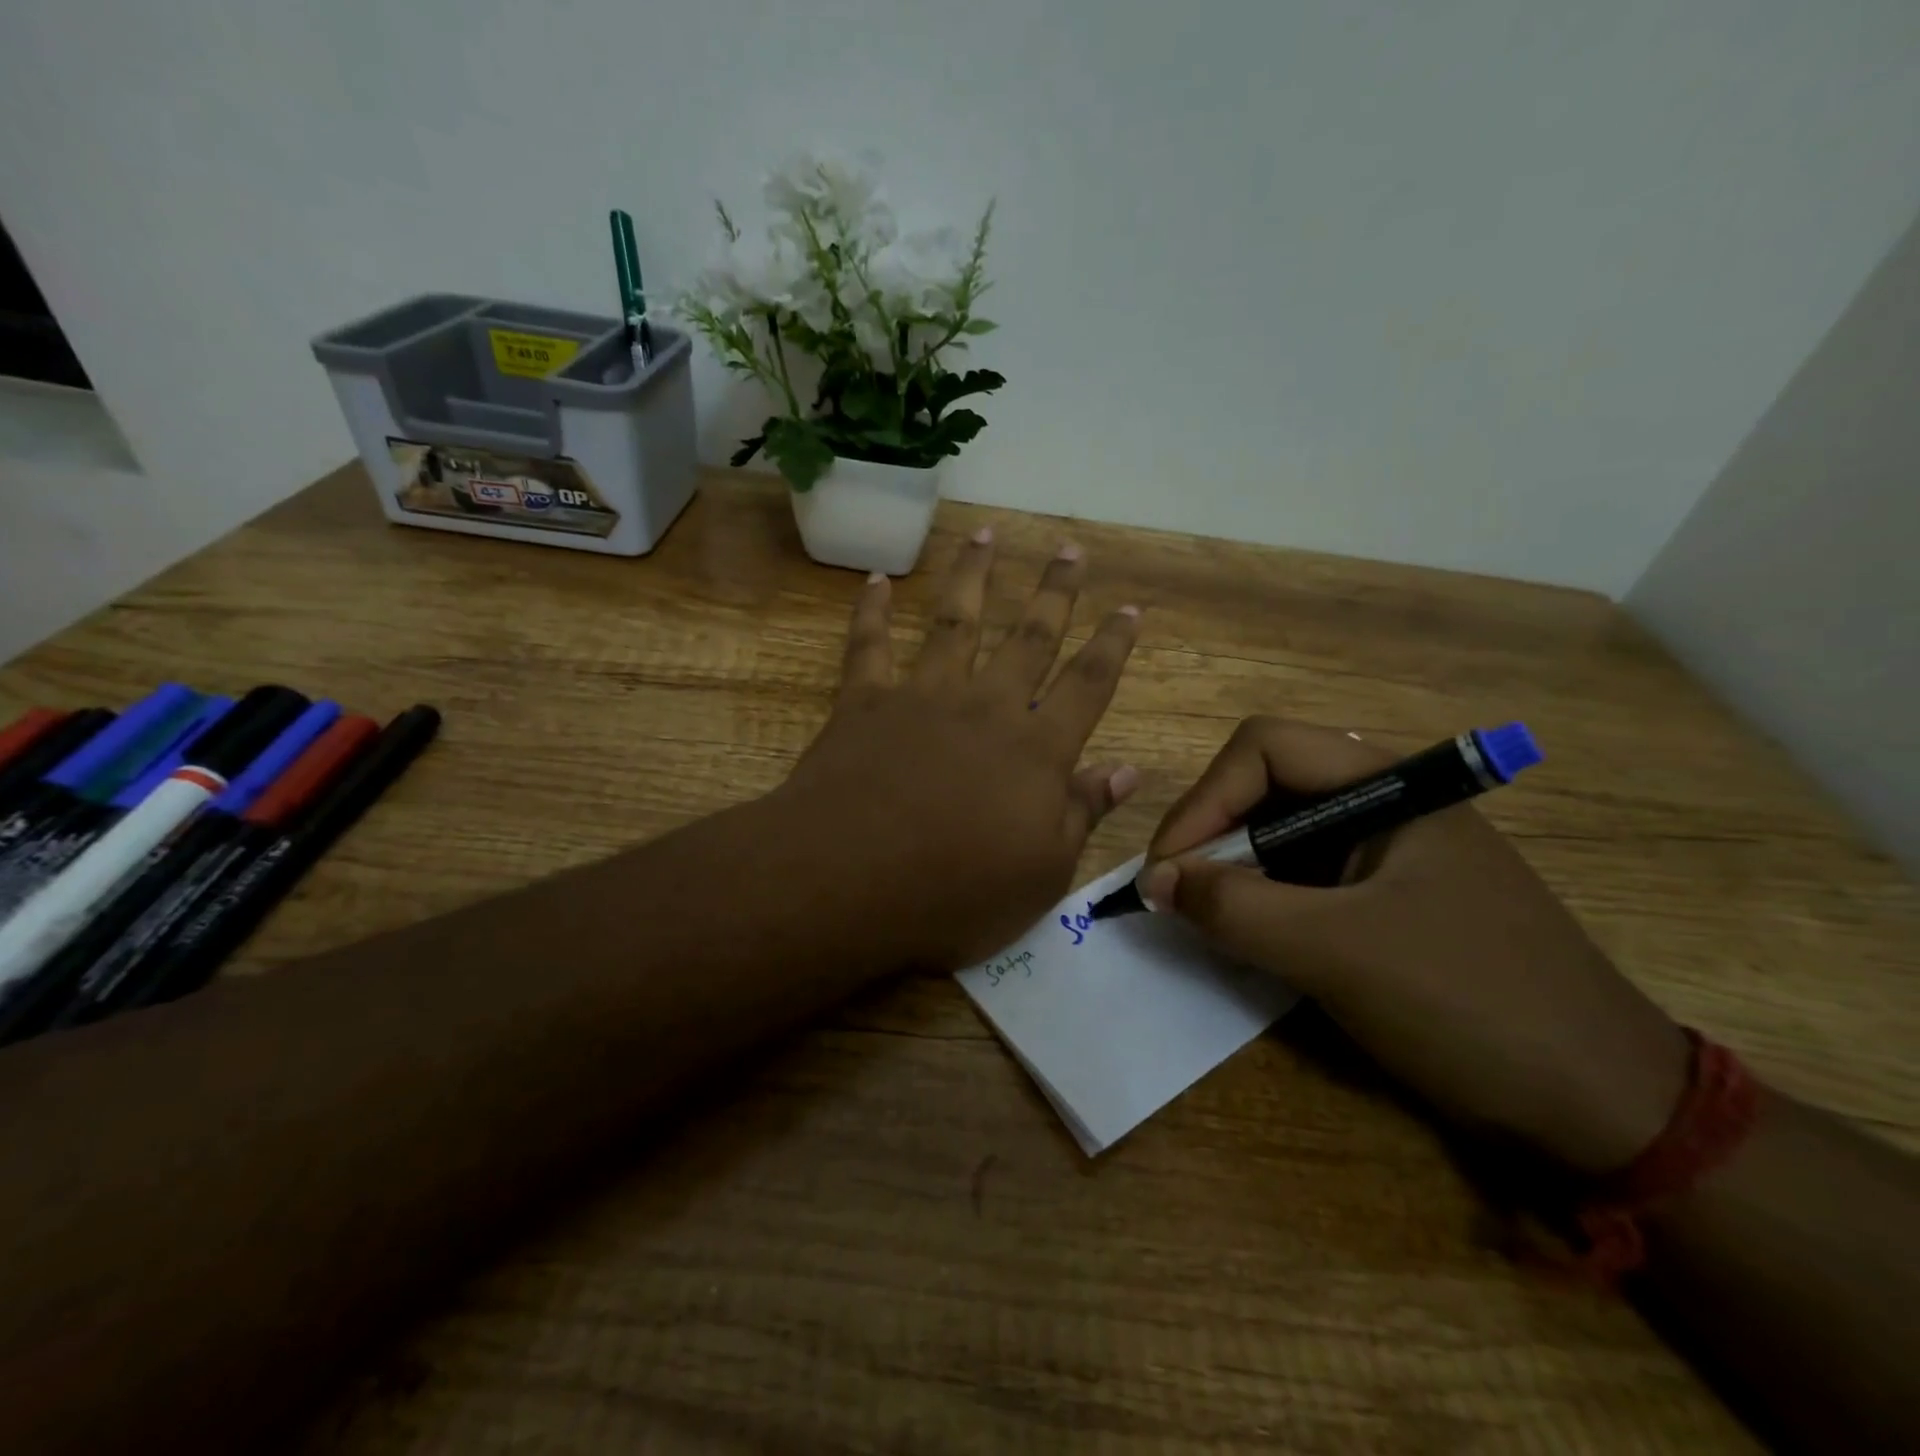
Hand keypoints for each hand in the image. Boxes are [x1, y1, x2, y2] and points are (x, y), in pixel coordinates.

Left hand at [776, 532, 1141, 968]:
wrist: (851, 879)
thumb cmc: (957, 891)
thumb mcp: (1042, 872)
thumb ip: (1083, 814)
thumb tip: (1128, 770)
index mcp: (1036, 749)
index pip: (1088, 684)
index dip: (1113, 645)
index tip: (1129, 607)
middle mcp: (986, 706)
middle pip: (1029, 637)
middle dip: (1055, 591)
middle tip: (1070, 547)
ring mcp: (922, 696)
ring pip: (955, 622)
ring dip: (973, 575)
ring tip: (986, 533)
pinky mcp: (864, 702)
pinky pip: (868, 645)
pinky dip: (871, 611)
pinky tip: (876, 579)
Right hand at [1142, 717, 1690, 1173]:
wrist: (1604, 1109)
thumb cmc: (1470, 1004)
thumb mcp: (1336, 951)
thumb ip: (1234, 906)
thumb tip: (1152, 881)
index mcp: (1391, 784)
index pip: (1264, 749)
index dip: (1205, 800)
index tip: (1167, 868)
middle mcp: (1387, 802)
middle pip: (1268, 785)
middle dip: (1212, 833)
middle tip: (1175, 893)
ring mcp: (1390, 852)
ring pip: (1282, 832)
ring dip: (1233, 868)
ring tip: (1202, 916)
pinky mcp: (1389, 898)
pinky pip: (1305, 877)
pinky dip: (1264, 898)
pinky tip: (1248, 935)